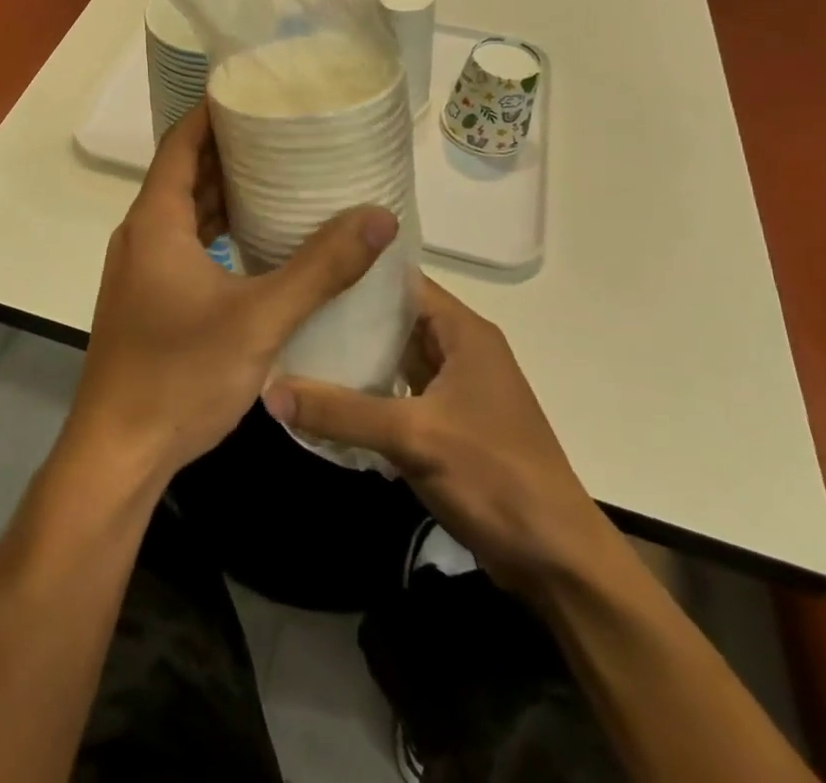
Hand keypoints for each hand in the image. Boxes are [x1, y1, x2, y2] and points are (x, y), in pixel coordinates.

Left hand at [63, 105, 399, 482]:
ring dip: (224, 193)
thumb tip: (378, 217)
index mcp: (156, 221)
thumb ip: (321, 268)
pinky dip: (216, 231)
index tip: (253, 92)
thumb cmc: (180, 374)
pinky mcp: (146, 298)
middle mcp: (141, 235)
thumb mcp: (260, 318)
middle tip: (282, 133)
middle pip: (184, 174)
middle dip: (229, 150)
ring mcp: (139, 269)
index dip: (212, 112)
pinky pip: (182, 245)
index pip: (181, 143)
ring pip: (183, 212)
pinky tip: (255, 242)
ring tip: (279, 177)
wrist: (118, 451)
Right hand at [264, 274, 615, 595]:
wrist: (557, 562)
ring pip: (393, 354)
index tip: (304, 264)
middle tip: (289, 305)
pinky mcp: (446, 421)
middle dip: (345, 312)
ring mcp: (454, 387)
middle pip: (394, 316)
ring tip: (296, 340)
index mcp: (464, 332)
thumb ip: (341, 412)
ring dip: (353, 352)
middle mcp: (460, 348)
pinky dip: (365, 387)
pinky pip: (397, 389)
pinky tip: (324, 390)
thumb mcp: (413, 438)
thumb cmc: (495, 477)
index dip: (356, 269)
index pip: (401, 280)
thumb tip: (268, 390)